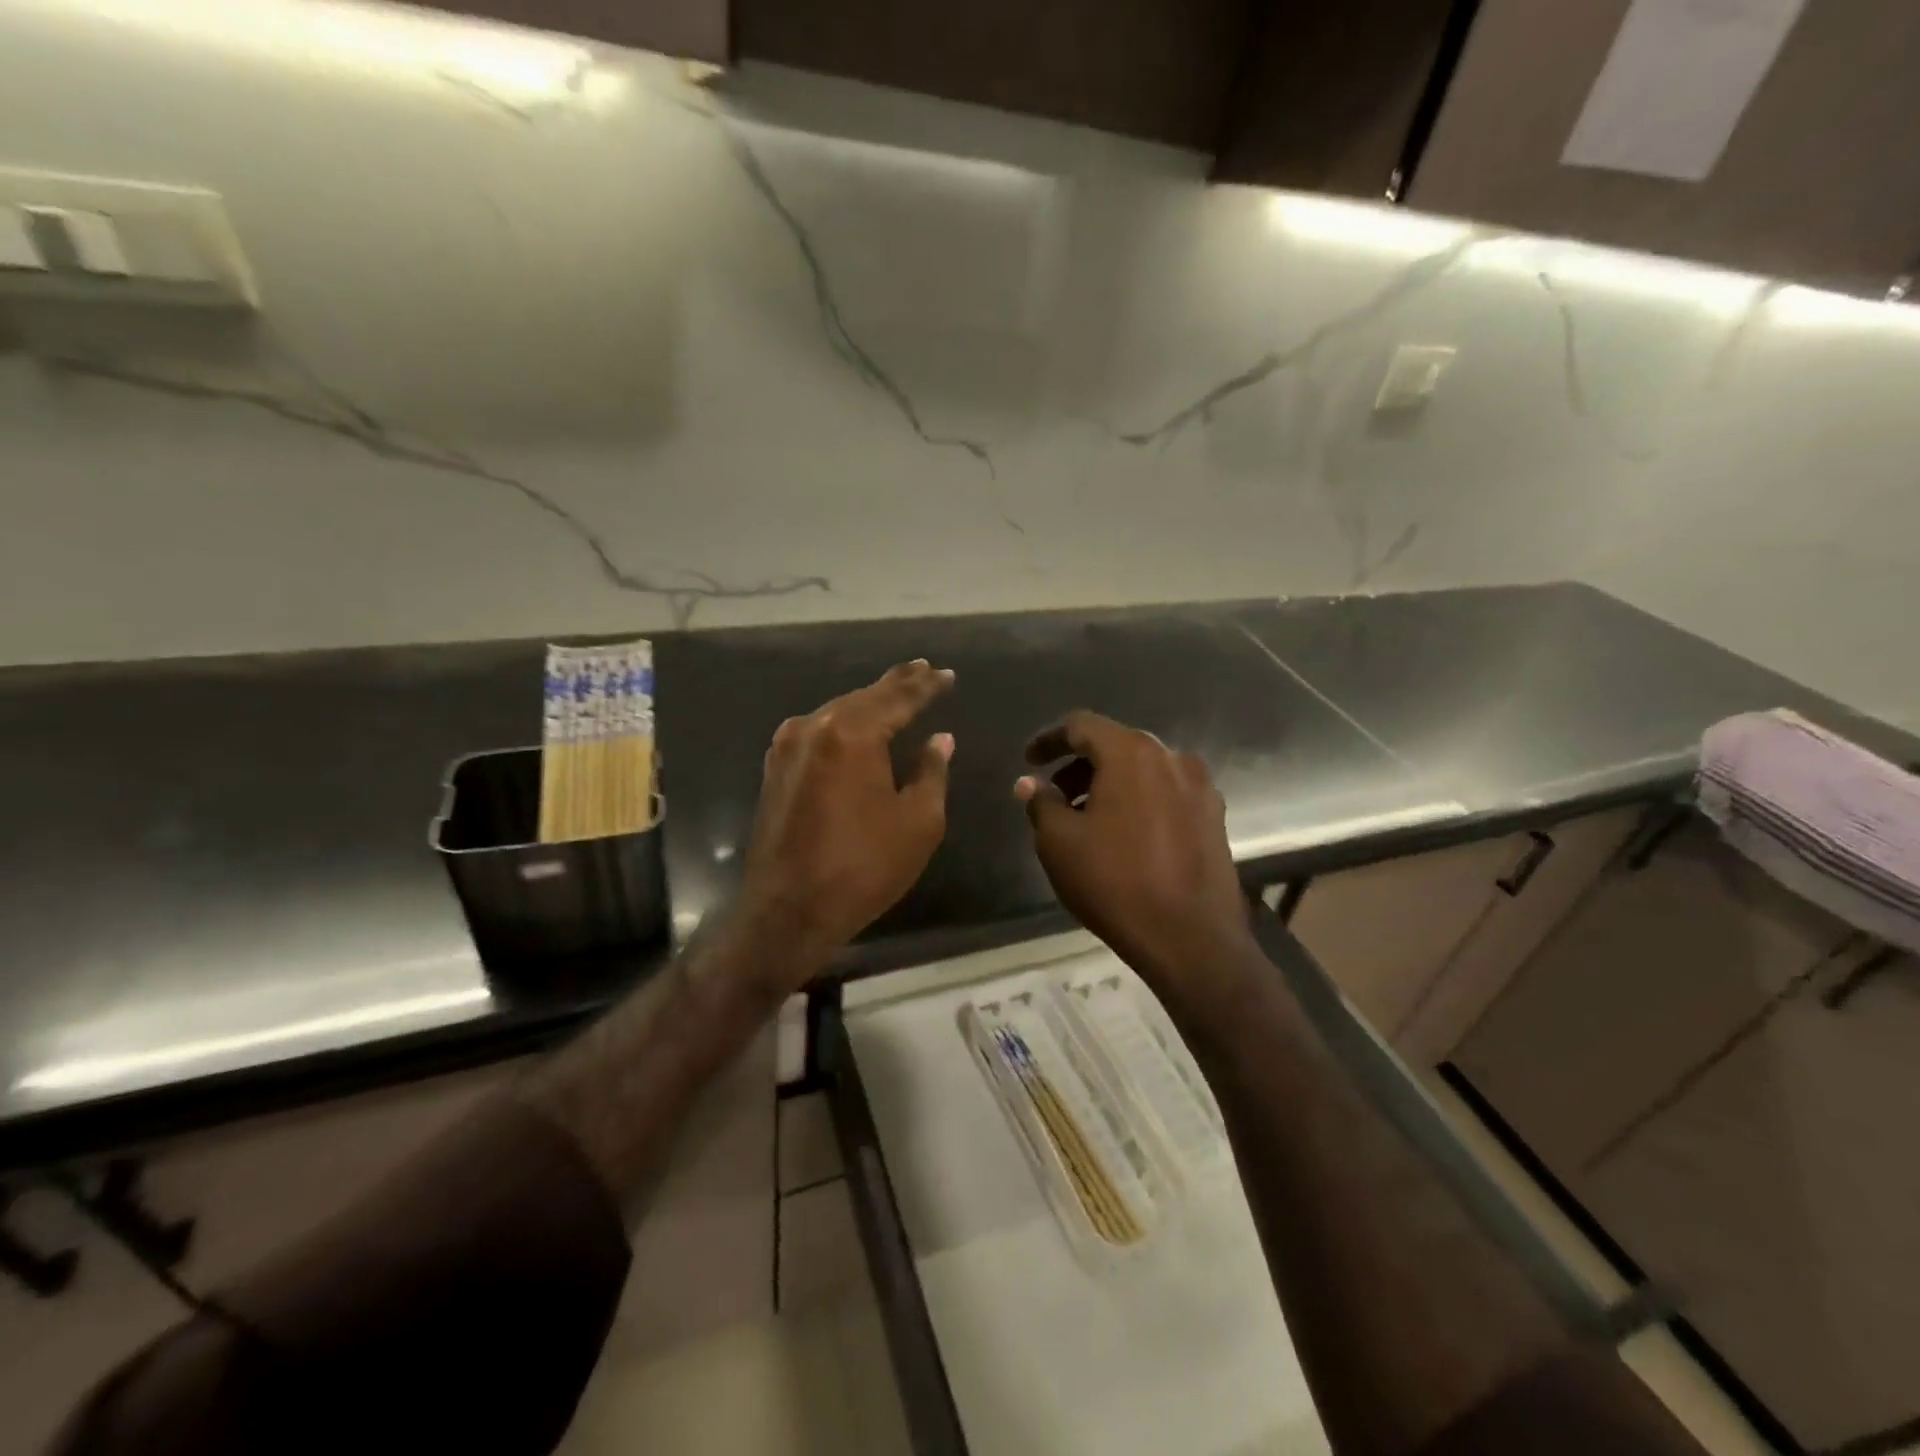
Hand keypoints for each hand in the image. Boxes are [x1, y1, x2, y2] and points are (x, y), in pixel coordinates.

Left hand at [737, 661, 954, 981]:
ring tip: (897, 692)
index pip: (899, 698)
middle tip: (923, 670)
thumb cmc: (863, 867)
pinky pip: (817, 730)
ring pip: (837, 710)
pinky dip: (843, 723)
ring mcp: (788, 746)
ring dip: (868, 702)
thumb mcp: (917, 822)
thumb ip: (931, 771)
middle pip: (864, 697)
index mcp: (852, 735)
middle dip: (897, 684)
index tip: (946, 674)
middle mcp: (815, 727)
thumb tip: (940, 739)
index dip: (926, 686)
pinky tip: (856, 723)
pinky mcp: (775, 767)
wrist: (788, 910)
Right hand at [1016, 711, 1254, 991]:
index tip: (1028, 761)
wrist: (1191, 938)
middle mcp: (1172, 758)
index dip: (1049, 740)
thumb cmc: (1116, 882)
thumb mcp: (1060, 843)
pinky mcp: (1214, 817)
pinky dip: (1138, 801)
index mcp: (1132, 754)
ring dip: (1109, 784)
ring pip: (1143, 771)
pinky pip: (1166, 793)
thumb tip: (1030, 784)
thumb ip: (1041, 803)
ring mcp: (1200, 787)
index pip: (1081, 726)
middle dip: (1079, 766)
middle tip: (1054, 795)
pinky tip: (1123, 835)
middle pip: (1115, 745)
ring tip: (1085, 820)